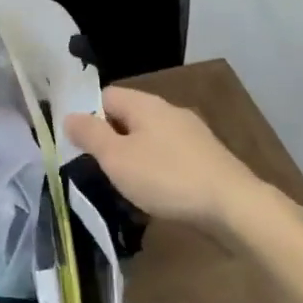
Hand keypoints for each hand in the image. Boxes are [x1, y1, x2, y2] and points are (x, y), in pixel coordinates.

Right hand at [66, 86, 270, 233]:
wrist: (233, 206)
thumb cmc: (167, 178)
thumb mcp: (117, 158)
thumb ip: (90, 135)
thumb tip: (69, 115)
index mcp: (145, 104)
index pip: (105, 95)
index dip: (86, 114)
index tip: (75, 143)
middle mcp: (169, 111)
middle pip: (128, 116)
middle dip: (109, 139)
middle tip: (94, 167)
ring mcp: (192, 134)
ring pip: (149, 138)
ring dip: (132, 156)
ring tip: (121, 184)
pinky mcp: (206, 158)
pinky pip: (169, 156)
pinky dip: (156, 169)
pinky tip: (154, 192)